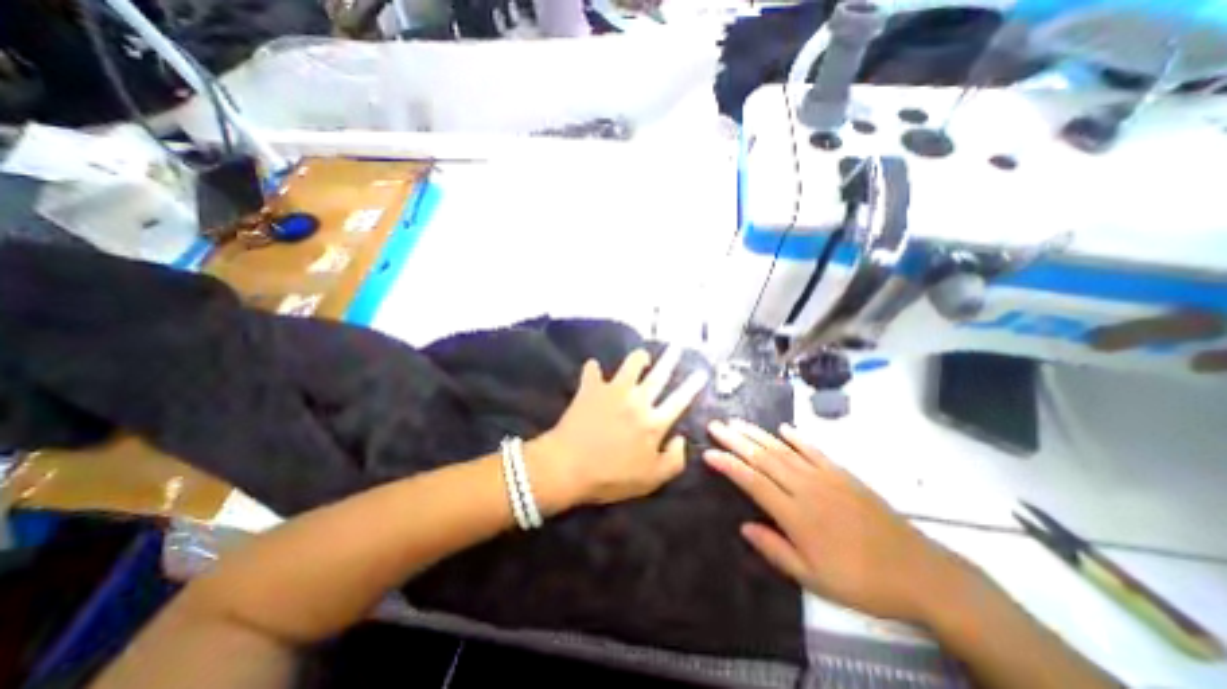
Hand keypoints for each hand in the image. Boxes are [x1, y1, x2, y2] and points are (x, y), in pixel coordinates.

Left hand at [536, 347, 711, 509]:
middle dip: (671, 359)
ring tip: (642, 356)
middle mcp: (637, 400)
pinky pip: (592, 370)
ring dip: (638, 357)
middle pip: (659, 375)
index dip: (692, 385)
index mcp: (654, 422)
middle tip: (677, 346)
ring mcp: (613, 391)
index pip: (680, 400)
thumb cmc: (611, 477)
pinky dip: (593, 368)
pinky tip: (594, 368)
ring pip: (631, 364)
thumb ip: (674, 460)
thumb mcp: (651, 480)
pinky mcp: (591, 388)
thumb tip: (681, 439)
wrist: (568, 466)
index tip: (701, 372)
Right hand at [706, 421, 973, 624]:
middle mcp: (805, 487)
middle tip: (715, 425)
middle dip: (735, 439)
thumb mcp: (813, 579)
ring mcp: (825, 477)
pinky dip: (795, 437)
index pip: (752, 481)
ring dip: (757, 433)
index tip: (708, 452)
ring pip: (782, 449)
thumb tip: (744, 527)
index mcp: (795, 514)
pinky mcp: (842, 473)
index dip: (728, 465)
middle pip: (763, 457)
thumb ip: (775, 550)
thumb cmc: (861, 581)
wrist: (919, 572)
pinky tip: (782, 428)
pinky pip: (812, 450)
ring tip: (737, 421)